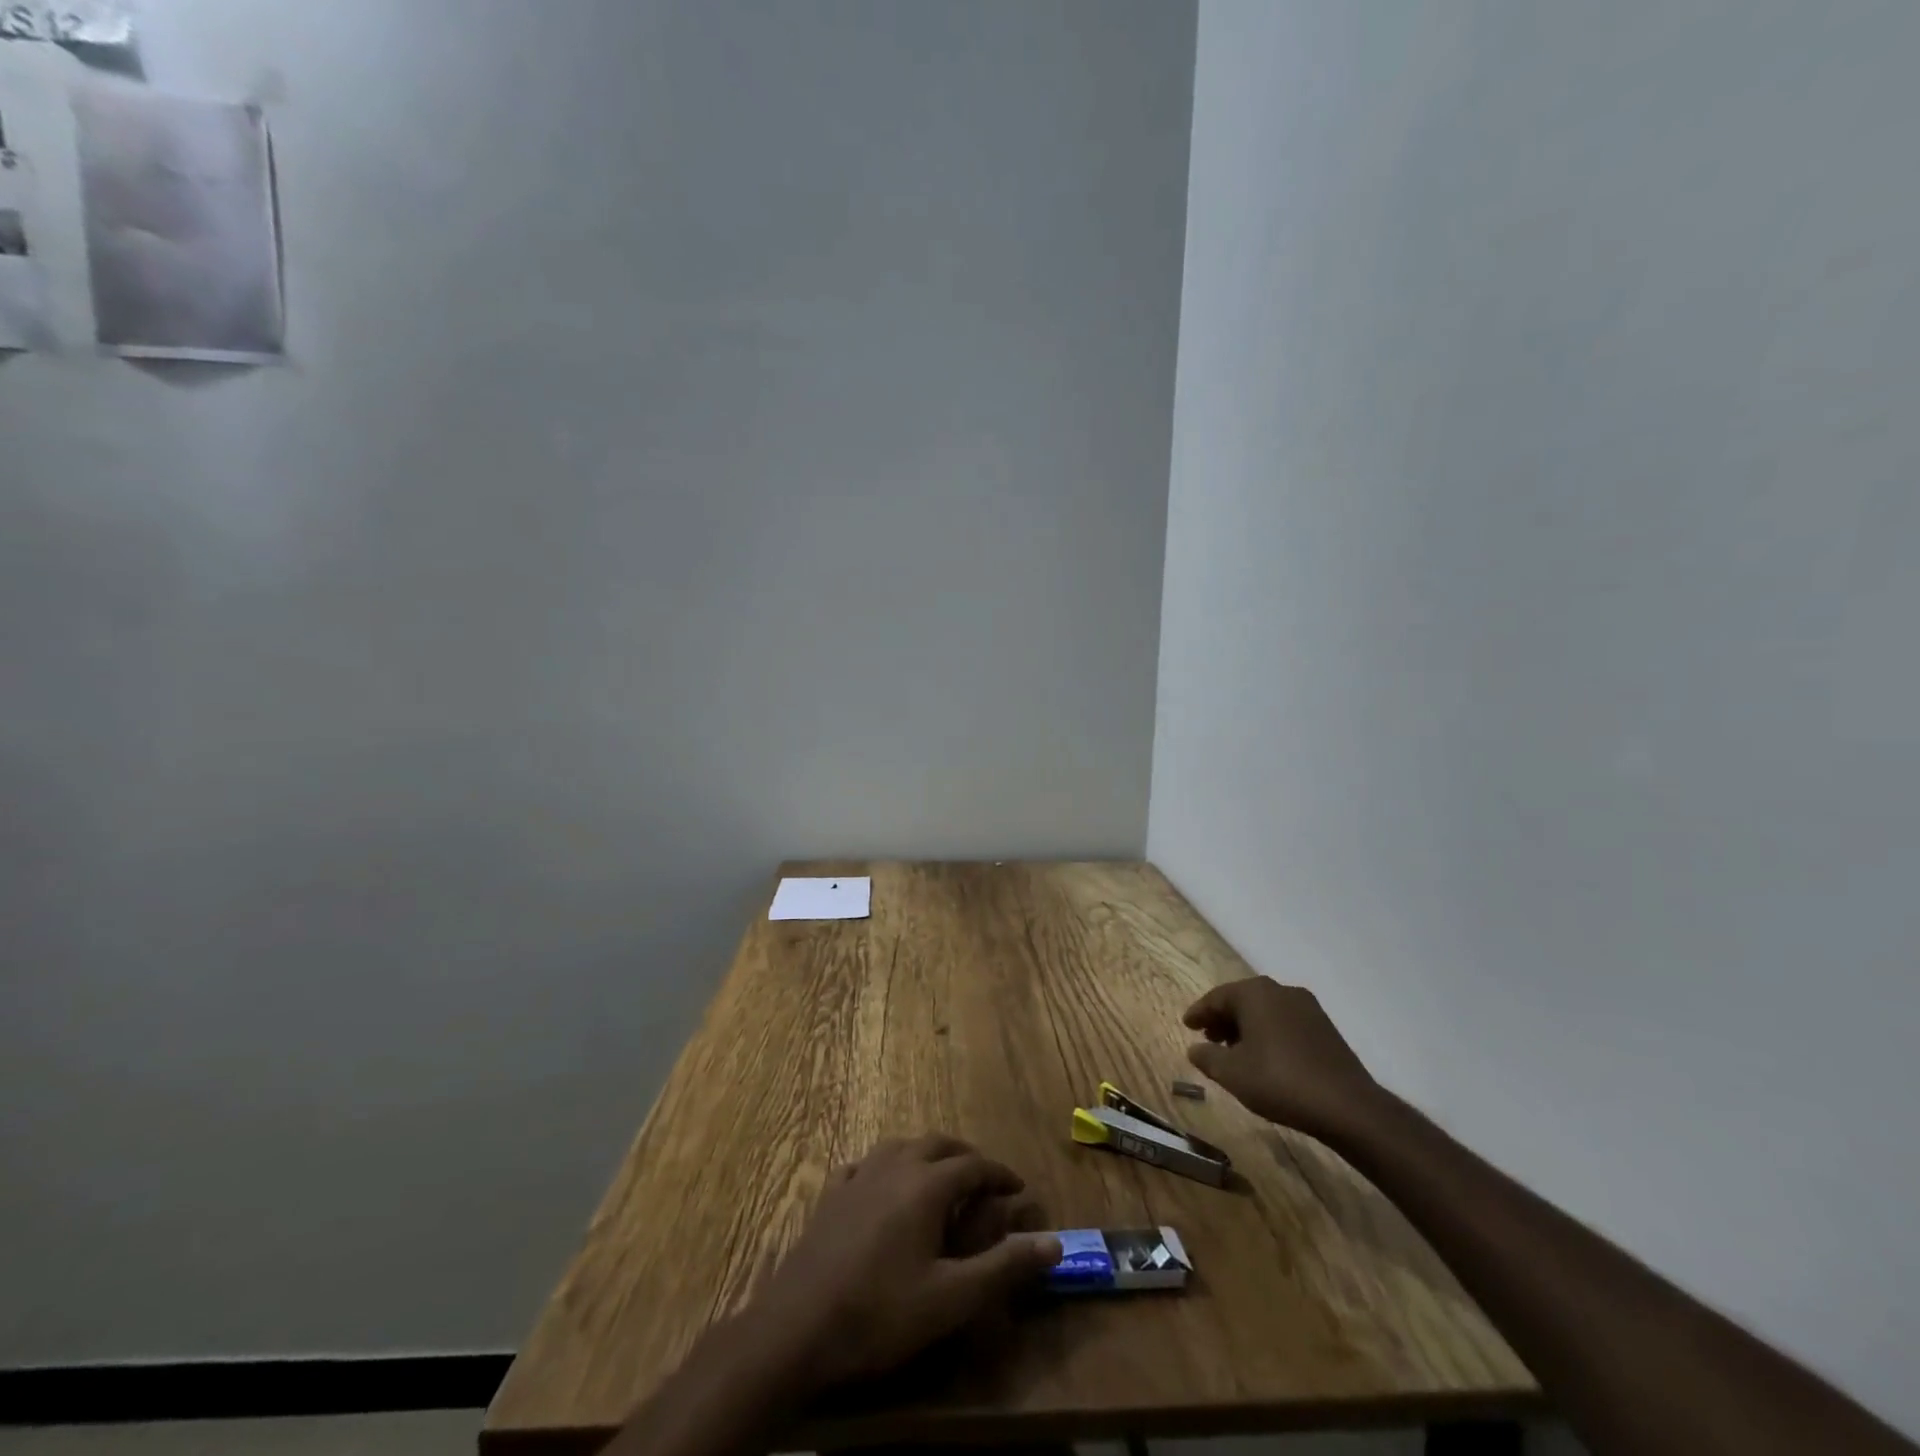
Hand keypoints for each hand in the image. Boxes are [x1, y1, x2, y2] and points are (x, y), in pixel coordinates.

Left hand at [749, 1135, 1061, 1391]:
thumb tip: (1053, 1244)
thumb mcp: (951, 1299)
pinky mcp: (831, 1194)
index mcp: (927, 1185)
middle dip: (966, 1157)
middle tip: (984, 1179)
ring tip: (940, 1177)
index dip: (1000, 1174)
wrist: (798, 1326)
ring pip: (901, 1146)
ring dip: (927, 1155)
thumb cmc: (880, 1313)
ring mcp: (859, 1175)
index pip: (974, 1165)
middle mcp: (895, 1166)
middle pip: (938, 1144)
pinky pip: (865, 1164)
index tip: (1018, 1189)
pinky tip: (882, 1184)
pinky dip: (885, 1167)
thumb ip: (1003, 1268)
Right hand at [1183, 978, 1383, 1142]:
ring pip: (1265, 1011)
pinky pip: (1285, 1022)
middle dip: (1223, 1019)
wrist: (1347, 1106)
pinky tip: (1266, 1058)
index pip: (1217, 997)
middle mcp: (1281, 991)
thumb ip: (1207, 1057)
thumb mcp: (1232, 1073)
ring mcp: (1307, 1008)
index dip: (1199, 1012)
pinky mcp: (1325, 1028)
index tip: (1187, 1025)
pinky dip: (1268, 1033)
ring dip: (1246, 1027)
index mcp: (1255, 993)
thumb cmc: (1279, 1081)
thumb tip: (1194, 1049)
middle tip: (1208, 1039)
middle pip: (1242, 1000)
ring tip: (1235, 1052)